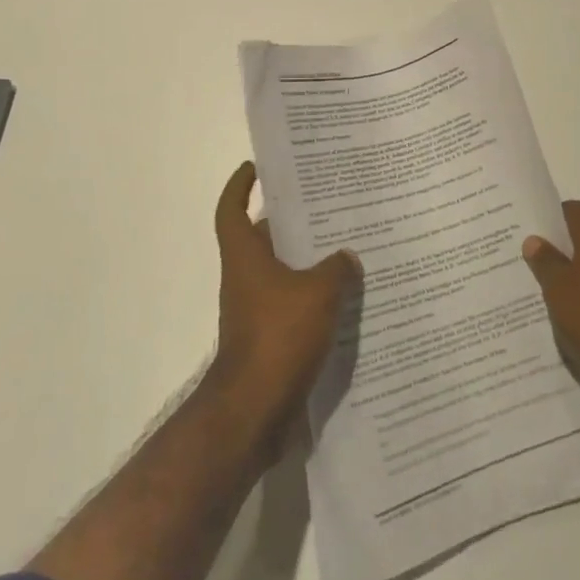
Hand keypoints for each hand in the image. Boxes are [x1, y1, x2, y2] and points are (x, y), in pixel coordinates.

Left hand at [209, 161, 358, 442]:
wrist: (254, 412)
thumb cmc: (278, 337)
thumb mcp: (318, 292)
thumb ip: (337, 268)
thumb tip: (348, 258)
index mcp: (245, 256)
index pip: (231, 208)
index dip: (240, 185)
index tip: (257, 167)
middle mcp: (246, 278)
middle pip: (264, 238)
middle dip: (291, 221)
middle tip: (327, 203)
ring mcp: (256, 311)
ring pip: (283, 273)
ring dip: (309, 262)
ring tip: (348, 246)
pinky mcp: (270, 340)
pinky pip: (294, 306)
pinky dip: (315, 299)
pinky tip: (348, 298)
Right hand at [523, 200, 579, 419]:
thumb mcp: (558, 289)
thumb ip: (544, 261)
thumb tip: (534, 239)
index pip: (568, 210)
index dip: (546, 221)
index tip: (526, 235)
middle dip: (561, 247)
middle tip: (533, 262)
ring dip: (578, 270)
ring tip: (551, 289)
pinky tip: (578, 309)